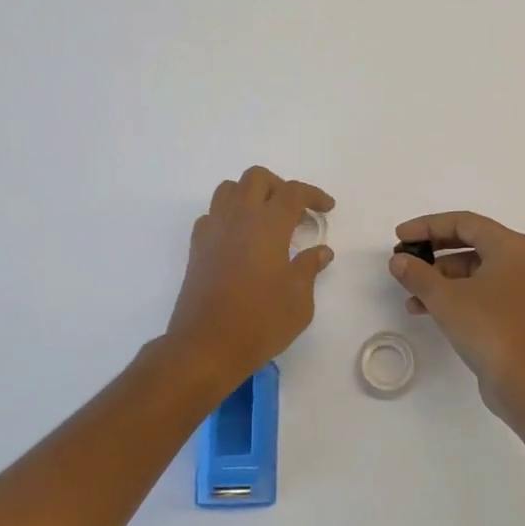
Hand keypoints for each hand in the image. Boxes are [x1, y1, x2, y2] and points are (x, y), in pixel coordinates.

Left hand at [166, 166, 334, 389]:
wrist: (206, 347)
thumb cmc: (261, 322)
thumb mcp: (299, 300)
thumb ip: (309, 268)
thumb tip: (320, 251)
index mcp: (268, 225)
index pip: (293, 192)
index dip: (313, 195)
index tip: (327, 209)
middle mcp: (238, 218)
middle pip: (256, 178)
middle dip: (280, 187)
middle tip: (296, 212)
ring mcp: (213, 231)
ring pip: (228, 189)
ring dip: (250, 195)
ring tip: (266, 219)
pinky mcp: (197, 248)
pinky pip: (212, 215)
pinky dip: (229, 216)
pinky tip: (240, 239)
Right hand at [389, 211, 524, 423]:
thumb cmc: (490, 328)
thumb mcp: (446, 298)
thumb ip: (418, 274)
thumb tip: (399, 260)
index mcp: (511, 246)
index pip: (464, 222)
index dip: (428, 226)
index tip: (400, 237)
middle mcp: (519, 261)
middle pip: (469, 243)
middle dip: (433, 251)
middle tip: (405, 258)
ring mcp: (519, 288)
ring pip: (472, 270)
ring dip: (439, 278)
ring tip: (410, 293)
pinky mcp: (514, 313)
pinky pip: (478, 292)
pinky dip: (453, 295)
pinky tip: (426, 310)